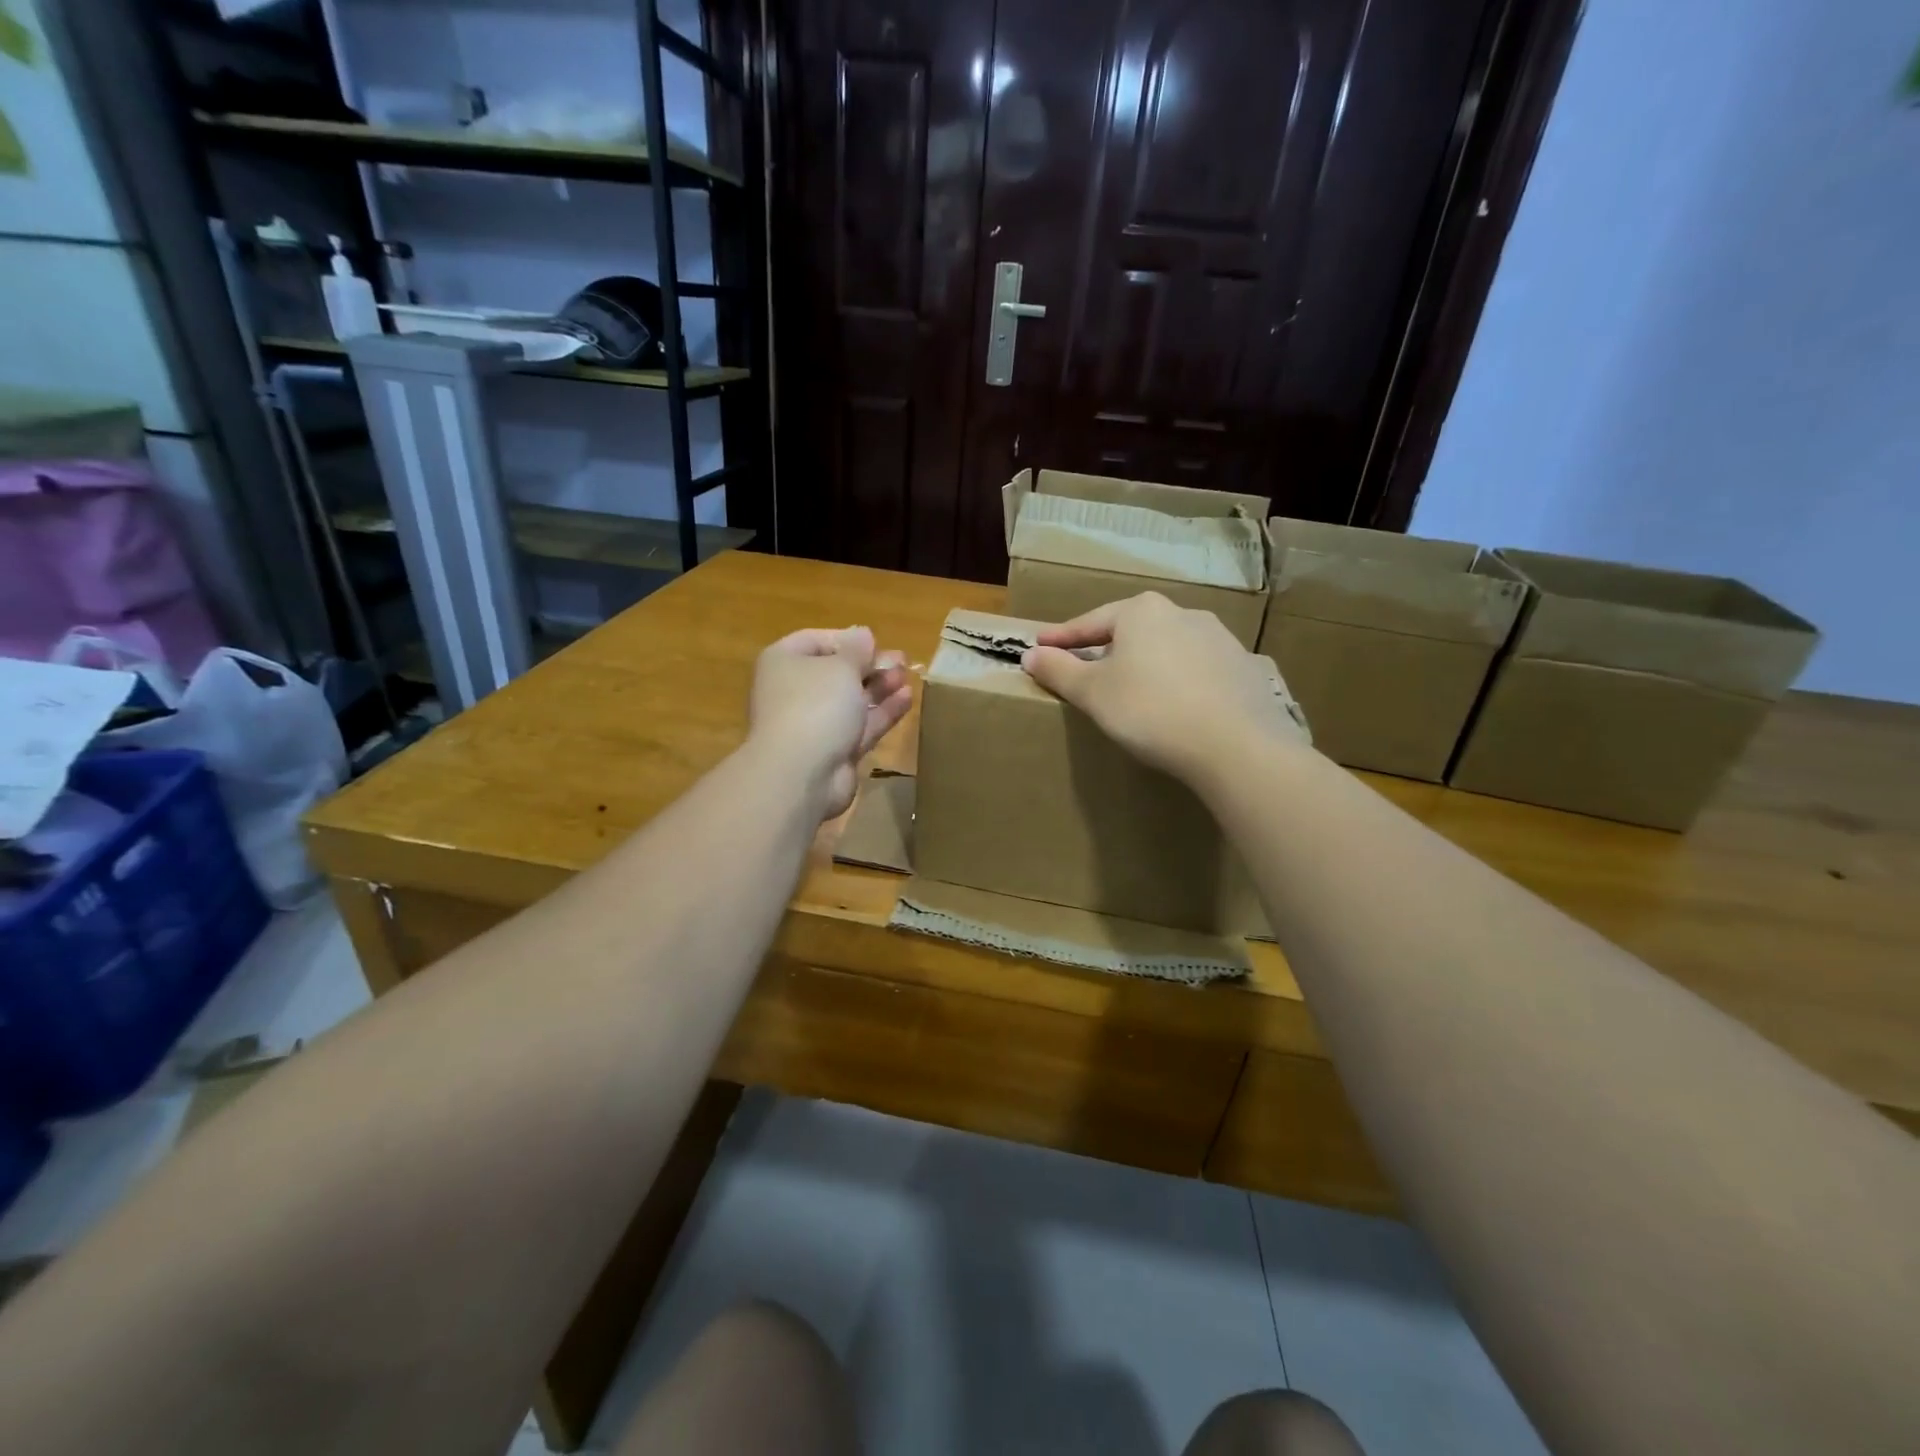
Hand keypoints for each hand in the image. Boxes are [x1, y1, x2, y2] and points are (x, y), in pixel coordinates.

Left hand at [749, 626, 913, 819]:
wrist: (801, 774)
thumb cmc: (816, 705)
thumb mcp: (841, 666)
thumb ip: (857, 649)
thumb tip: (862, 633)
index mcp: (784, 662)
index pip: (816, 640)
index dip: (849, 640)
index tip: (876, 643)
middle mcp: (795, 690)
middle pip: (837, 672)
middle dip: (870, 665)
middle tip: (902, 660)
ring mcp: (814, 723)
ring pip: (851, 700)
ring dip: (880, 687)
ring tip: (908, 676)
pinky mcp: (834, 750)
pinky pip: (861, 725)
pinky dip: (882, 711)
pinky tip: (907, 698)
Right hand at [1022, 593, 1301, 786]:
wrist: (1235, 743)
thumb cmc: (1149, 710)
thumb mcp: (1092, 693)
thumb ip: (1058, 671)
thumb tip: (1030, 655)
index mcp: (1141, 611)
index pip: (1090, 622)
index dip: (1062, 637)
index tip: (1041, 646)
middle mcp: (1182, 613)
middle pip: (1131, 631)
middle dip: (1106, 649)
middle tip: (1085, 669)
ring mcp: (1218, 639)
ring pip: (1166, 649)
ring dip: (1144, 665)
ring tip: (1132, 690)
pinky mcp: (1242, 668)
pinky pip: (1196, 671)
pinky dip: (1177, 682)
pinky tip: (1174, 706)